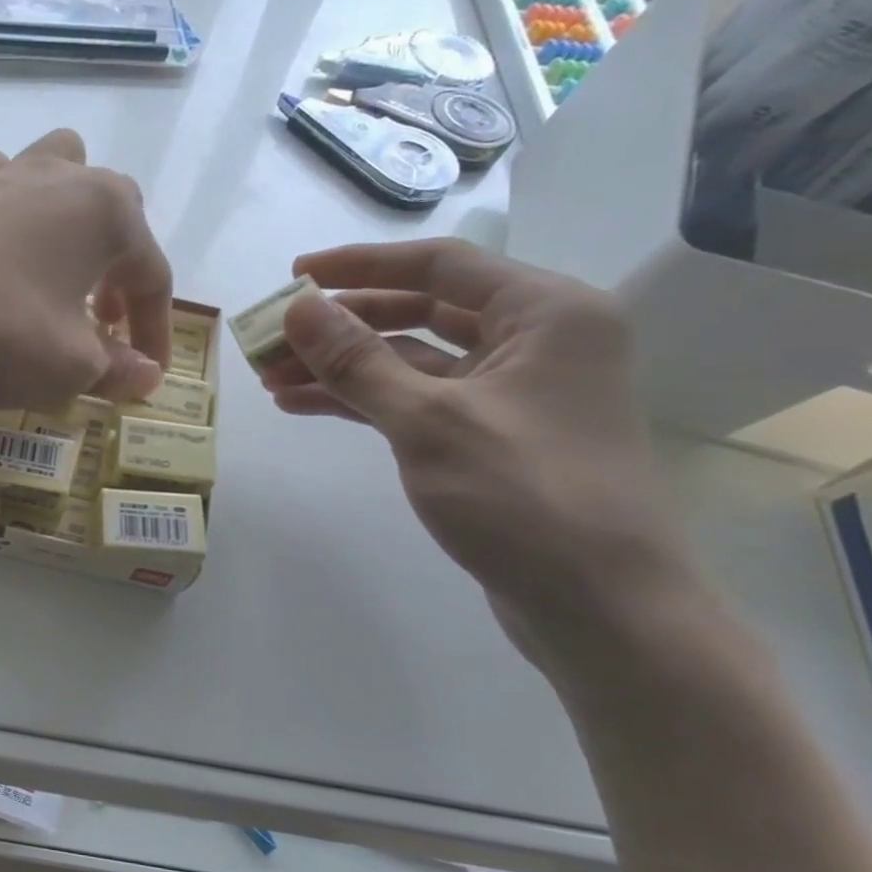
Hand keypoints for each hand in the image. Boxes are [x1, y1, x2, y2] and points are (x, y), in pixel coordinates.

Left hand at [0, 129, 171, 409]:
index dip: (156, 329)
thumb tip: (146, 378)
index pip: (152, 273)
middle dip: (116, 267)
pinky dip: (4, 228)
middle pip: (112, 210)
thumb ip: (114, 370)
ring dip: (64, 222)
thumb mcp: (67, 366)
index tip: (148, 372)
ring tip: (49, 274)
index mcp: (106, 212)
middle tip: (101, 319)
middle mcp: (58, 177)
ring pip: (52, 178)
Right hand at [259, 238, 685, 610]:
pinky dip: (364, 400)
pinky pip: (416, 399)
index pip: (439, 266)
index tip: (295, 275)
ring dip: (343, 367)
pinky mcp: (490, 436)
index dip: (360, 265)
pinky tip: (306, 405)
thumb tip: (297, 308)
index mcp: (545, 313)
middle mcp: (535, 340)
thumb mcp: (427, 421)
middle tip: (274, 338)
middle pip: (421, 312)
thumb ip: (357, 360)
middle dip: (342, 325)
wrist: (599, 606)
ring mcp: (511, 392)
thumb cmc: (524, 497)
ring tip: (272, 378)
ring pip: (411, 360)